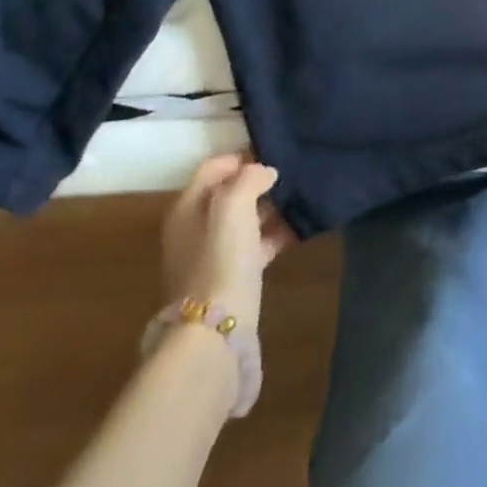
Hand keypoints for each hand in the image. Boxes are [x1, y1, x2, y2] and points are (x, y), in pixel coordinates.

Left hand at [161, 155, 291, 336]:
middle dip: (258, 182)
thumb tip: (264, 172)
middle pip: (228, 192)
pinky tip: (299, 228)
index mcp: (186, 207)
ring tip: (300, 198)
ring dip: (269, 207)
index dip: (242, 156)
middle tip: (291, 175)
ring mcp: (211, 254)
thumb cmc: (221, 258)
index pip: (214, 166)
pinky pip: (254, 244)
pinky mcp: (231, 277)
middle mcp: (194, 228)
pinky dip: (273, 234)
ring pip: (244, 218)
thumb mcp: (233, 205)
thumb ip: (249, 178)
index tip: (274, 154)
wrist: (214, 331)